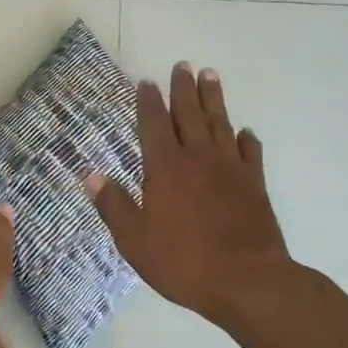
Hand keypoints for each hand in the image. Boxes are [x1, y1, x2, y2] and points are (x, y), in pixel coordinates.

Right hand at [87, 64, 293, 325]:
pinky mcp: (256, 185)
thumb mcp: (135, 241)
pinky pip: (251, 153)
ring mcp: (231, 169)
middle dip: (183, 88)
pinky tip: (245, 132)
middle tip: (182, 65)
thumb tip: (92, 175)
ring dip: (213, 99)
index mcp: (165, 168)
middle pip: (189, 114)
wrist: (249, 282)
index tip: (146, 82)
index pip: (153, 125)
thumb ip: (114, 206)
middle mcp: (198, 158)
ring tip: (210, 76)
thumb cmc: (185, 262)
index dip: (148, 102)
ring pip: (220, 124)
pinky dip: (247, 139)